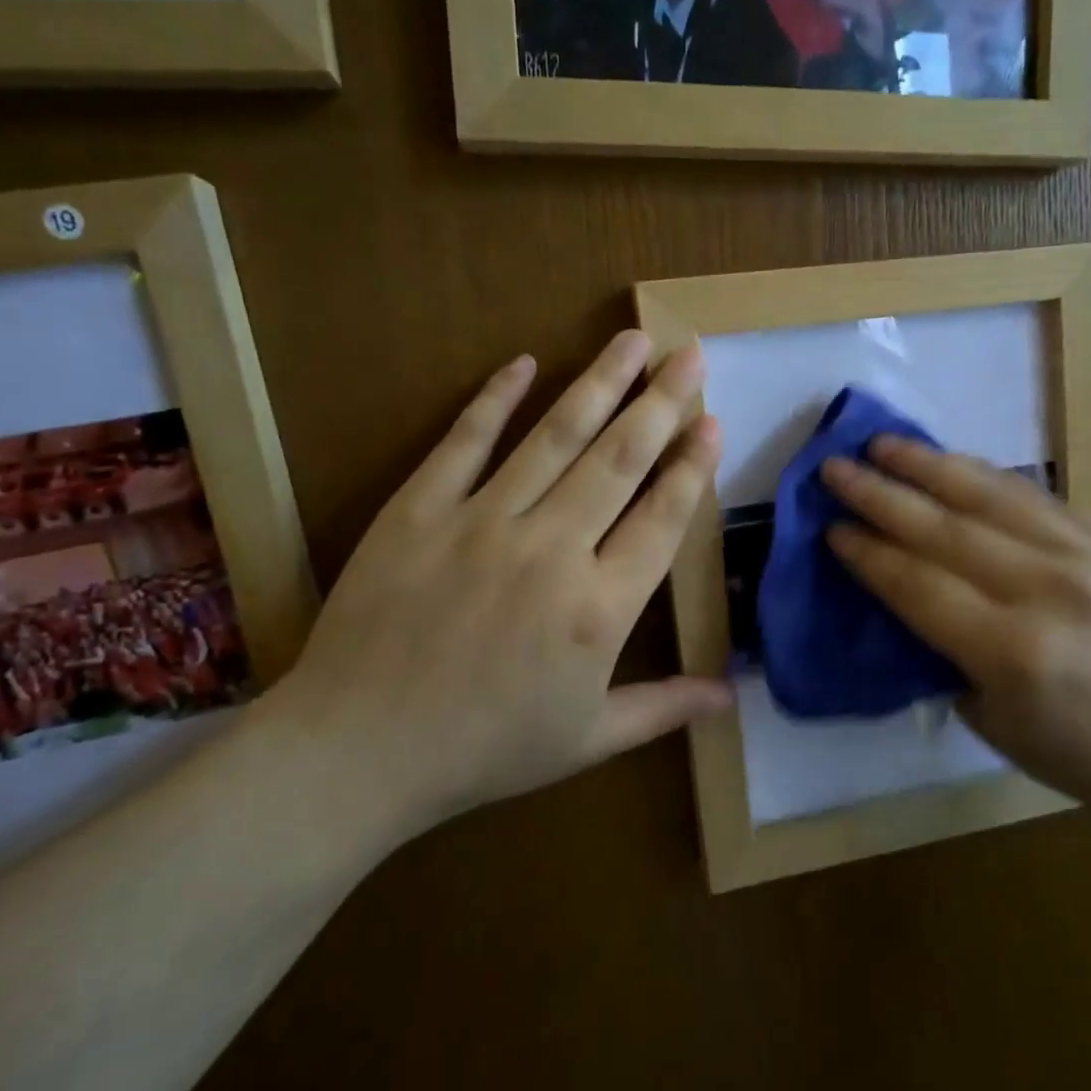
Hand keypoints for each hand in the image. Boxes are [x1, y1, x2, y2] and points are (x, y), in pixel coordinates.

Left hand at [273, 332, 729, 840]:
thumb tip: (731, 696)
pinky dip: (496, 398)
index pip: (661, 519)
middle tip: (691, 355)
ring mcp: (482, 522)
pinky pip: (465, 441)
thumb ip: (663, 707)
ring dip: (600, 383)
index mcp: (599, 610)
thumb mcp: (588, 740)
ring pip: (555, 437)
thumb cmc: (485, 750)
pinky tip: (526, 362)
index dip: (692, 467)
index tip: (713, 422)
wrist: (359, 750)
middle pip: (619, 460)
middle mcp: (552, 551)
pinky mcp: (420, 508)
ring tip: (633, 340)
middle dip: (662, 402)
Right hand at [820, 438, 1090, 826]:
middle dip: (880, 495)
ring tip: (883, 443)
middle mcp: (1050, 591)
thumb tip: (905, 590)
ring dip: (928, 465)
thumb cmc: (1084, 758)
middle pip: (944, 529)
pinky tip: (951, 462)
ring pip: (991, 495)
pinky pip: (1036, 498)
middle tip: (835, 467)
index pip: (918, 584)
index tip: (830, 527)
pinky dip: (983, 477)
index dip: (868, 552)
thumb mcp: (992, 720)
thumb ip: (944, 649)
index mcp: (1014, 652)